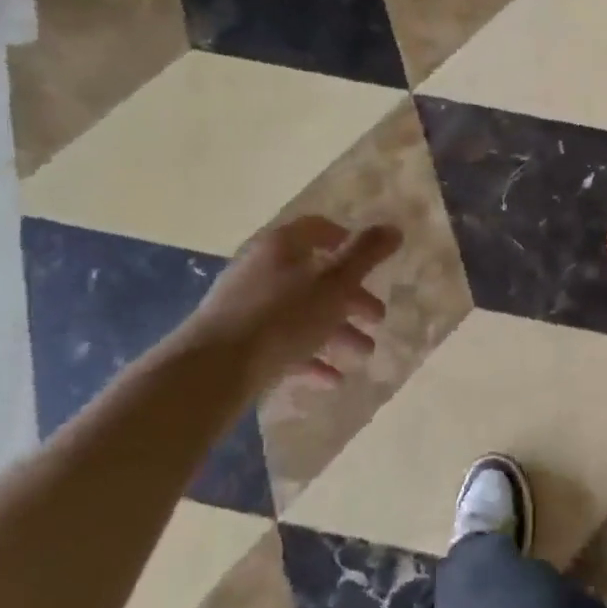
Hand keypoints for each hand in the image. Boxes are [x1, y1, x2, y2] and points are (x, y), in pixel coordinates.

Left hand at [176, 216, 401, 391]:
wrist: (212, 371)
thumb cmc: (281, 317)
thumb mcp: (334, 284)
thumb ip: (366, 255)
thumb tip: (394, 227)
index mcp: (282, 246)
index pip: (319, 229)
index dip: (348, 242)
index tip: (372, 264)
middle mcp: (261, 269)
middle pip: (315, 276)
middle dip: (351, 298)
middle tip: (377, 318)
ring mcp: (246, 307)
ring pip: (301, 313)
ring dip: (336, 332)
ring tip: (362, 355)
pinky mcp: (239, 342)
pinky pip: (282, 343)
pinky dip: (309, 357)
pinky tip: (331, 379)